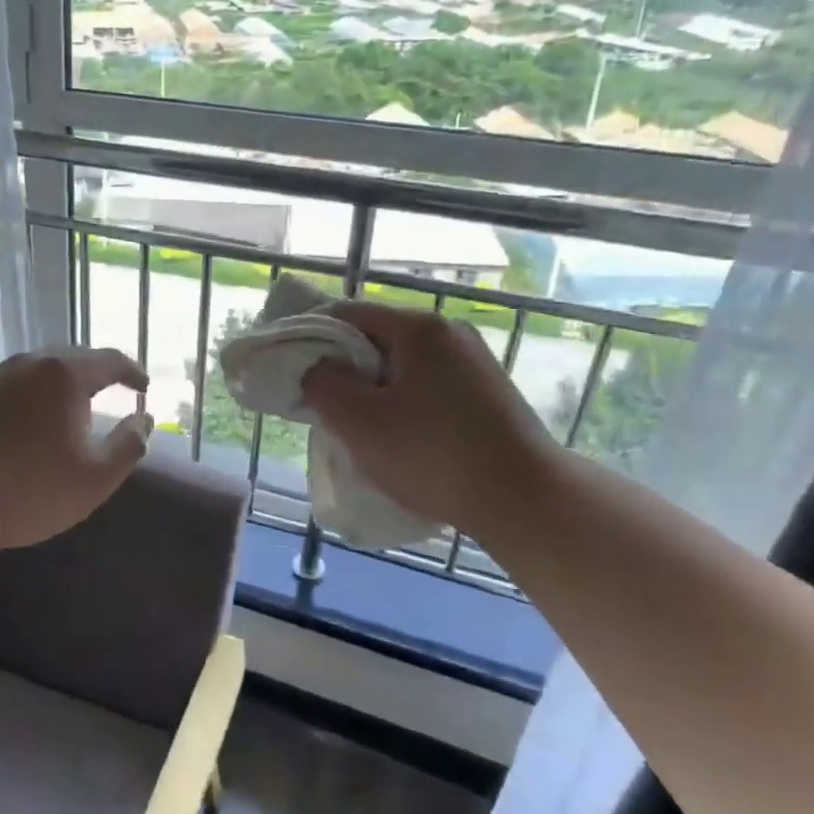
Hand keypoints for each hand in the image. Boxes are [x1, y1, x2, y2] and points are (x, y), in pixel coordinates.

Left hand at [0, 347, 153, 551]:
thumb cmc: (31, 490)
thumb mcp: (96, 477)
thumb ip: (130, 444)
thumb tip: (145, 419)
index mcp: (65, 375)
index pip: (109, 360)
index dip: (132, 372)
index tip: (143, 387)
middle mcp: (30, 363)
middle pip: (73, 356)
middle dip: (96, 371)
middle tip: (111, 390)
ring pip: (39, 368)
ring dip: (61, 380)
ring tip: (72, 403)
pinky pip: (13, 383)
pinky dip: (32, 393)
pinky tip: (30, 417)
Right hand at [301, 303, 563, 540]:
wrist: (525, 500)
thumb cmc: (432, 454)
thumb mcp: (358, 420)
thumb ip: (322, 383)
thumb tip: (316, 369)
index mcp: (418, 328)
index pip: (346, 313)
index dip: (309, 334)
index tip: (288, 364)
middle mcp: (448, 332)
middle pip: (375, 337)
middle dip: (341, 366)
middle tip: (318, 400)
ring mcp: (473, 362)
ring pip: (401, 364)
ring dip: (370, 387)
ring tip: (354, 423)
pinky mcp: (486, 392)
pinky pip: (426, 384)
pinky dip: (400, 400)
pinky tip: (396, 434)